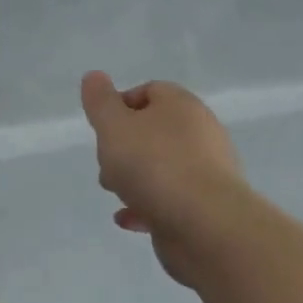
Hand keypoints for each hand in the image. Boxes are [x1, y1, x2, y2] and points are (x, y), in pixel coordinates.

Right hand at [80, 72, 244, 285]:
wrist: (205, 225)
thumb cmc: (154, 165)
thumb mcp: (113, 126)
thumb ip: (100, 101)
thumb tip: (94, 77)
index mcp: (182, 106)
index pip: (150, 91)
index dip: (121, 105)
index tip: (102, 128)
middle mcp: (201, 133)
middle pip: (154, 131)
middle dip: (124, 147)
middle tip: (106, 164)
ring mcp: (208, 172)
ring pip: (162, 167)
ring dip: (134, 179)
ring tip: (117, 194)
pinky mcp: (208, 207)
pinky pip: (171, 200)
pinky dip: (148, 206)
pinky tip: (129, 219)